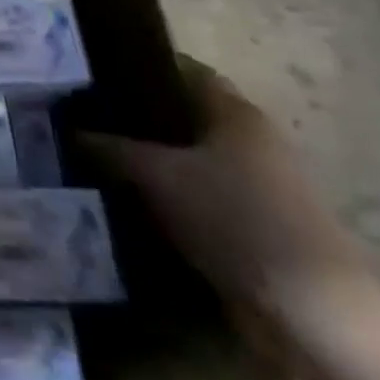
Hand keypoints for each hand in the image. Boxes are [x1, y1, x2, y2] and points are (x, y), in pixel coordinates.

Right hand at [83, 60, 379, 338]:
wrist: (311, 312)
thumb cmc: (235, 219)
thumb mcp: (159, 176)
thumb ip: (111, 148)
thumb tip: (69, 131)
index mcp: (236, 112)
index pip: (181, 70)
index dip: (138, 67)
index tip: (94, 75)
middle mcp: (252, 139)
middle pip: (184, 115)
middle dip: (137, 117)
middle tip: (86, 119)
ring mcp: (259, 184)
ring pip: (191, 159)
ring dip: (152, 161)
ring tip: (100, 161)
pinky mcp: (258, 225)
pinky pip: (201, 196)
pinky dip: (170, 196)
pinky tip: (132, 203)